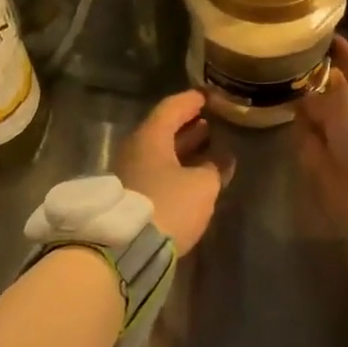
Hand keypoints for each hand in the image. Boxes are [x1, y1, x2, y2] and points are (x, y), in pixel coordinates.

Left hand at [115, 92, 231, 253]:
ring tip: (206, 146)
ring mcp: (128, 173)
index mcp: (150, 137)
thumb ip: (215, 167)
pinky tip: (192, 175)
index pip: (172, 107)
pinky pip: (155, 171)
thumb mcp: (202, 186)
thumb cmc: (167, 205)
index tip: (208, 96)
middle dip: (188, 126)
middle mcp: (135, 149)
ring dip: (182, 148)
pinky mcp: (129, 197)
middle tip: (210, 122)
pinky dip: (175, 167)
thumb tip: (223, 158)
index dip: (192, 100)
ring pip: (159, 152)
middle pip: (163, 129)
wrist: (124, 250)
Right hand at [295, 37, 347, 238]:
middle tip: (289, 66)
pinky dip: (301, 136)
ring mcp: (347, 140)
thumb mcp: (345, 97)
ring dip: (305, 110)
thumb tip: (305, 101)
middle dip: (316, 82)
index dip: (342, 50)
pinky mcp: (330, 165)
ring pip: (321, 119)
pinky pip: (311, 144)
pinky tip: (285, 121)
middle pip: (336, 93)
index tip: (322, 37)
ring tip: (280, 90)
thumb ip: (321, 95)